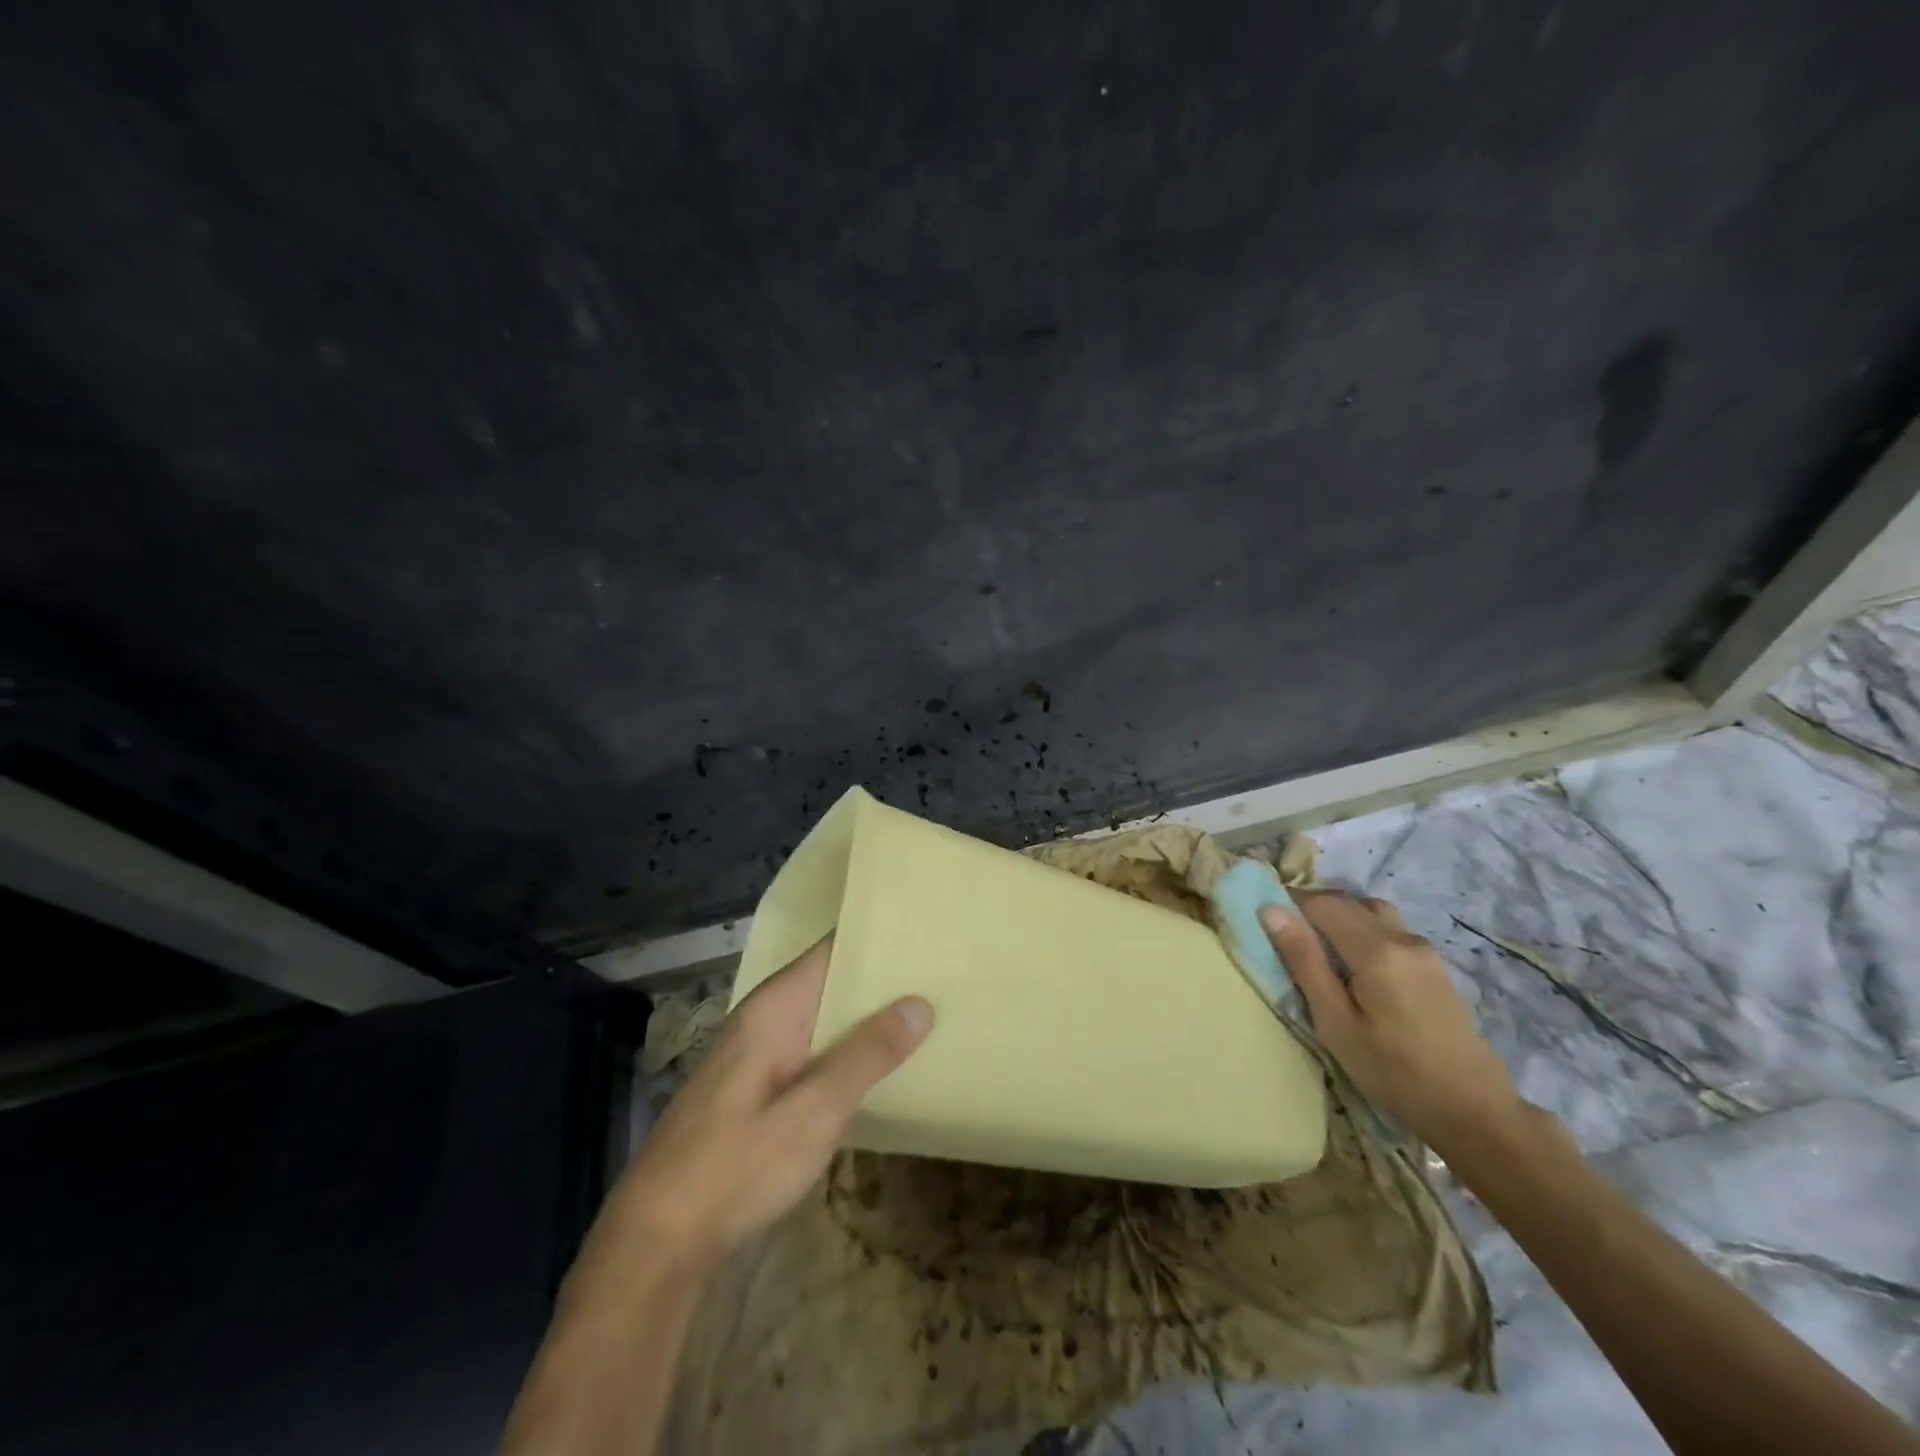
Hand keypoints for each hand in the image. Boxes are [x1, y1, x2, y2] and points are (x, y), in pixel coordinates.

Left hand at [610, 936, 933, 1267]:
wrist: (658, 1241)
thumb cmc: (737, 1166)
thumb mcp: (814, 1111)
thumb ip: (867, 1055)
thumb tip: (920, 1003)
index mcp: (774, 1008)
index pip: (831, 949)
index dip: (876, 937)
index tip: (924, 931)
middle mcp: (764, 1019)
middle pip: (830, 981)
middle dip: (880, 979)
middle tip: (941, 973)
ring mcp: (758, 1055)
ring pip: (822, 1018)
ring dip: (865, 1017)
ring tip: (925, 1010)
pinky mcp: (757, 1089)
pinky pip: (812, 1050)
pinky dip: (846, 1049)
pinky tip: (879, 1064)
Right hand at [1260, 892, 1520, 1153]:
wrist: (1476, 1112)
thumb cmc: (1394, 1073)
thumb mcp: (1336, 1023)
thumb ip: (1304, 962)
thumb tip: (1271, 911)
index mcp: (1376, 950)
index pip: (1322, 903)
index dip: (1289, 902)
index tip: (1264, 920)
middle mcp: (1403, 938)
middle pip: (1348, 901)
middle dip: (1312, 908)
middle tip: (1286, 937)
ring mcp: (1424, 951)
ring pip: (1372, 912)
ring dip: (1340, 917)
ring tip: (1319, 950)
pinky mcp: (1434, 967)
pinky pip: (1389, 930)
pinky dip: (1362, 931)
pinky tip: (1354, 967)